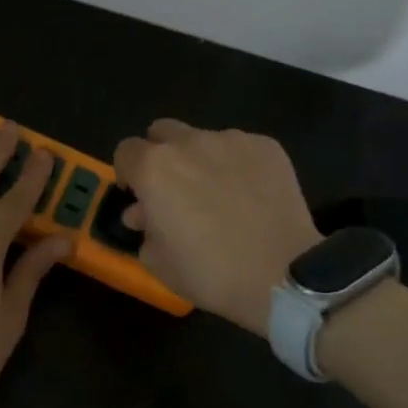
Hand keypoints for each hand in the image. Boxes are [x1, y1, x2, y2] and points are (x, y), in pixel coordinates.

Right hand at [113, 120, 320, 336]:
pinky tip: (250, 195)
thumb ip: (143, 228)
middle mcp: (189, 143)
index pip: (125, 151)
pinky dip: (237, 165)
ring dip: (200, 160)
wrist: (282, 275)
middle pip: (162, 132)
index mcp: (154, 168)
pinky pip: (239, 148)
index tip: (139, 196)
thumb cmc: (210, 272)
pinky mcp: (266, 146)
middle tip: (174, 189)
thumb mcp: (157, 261)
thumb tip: (143, 212)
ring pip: (203, 139)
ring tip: (219, 194)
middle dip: (160, 154)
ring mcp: (231, 140)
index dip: (128, 173)